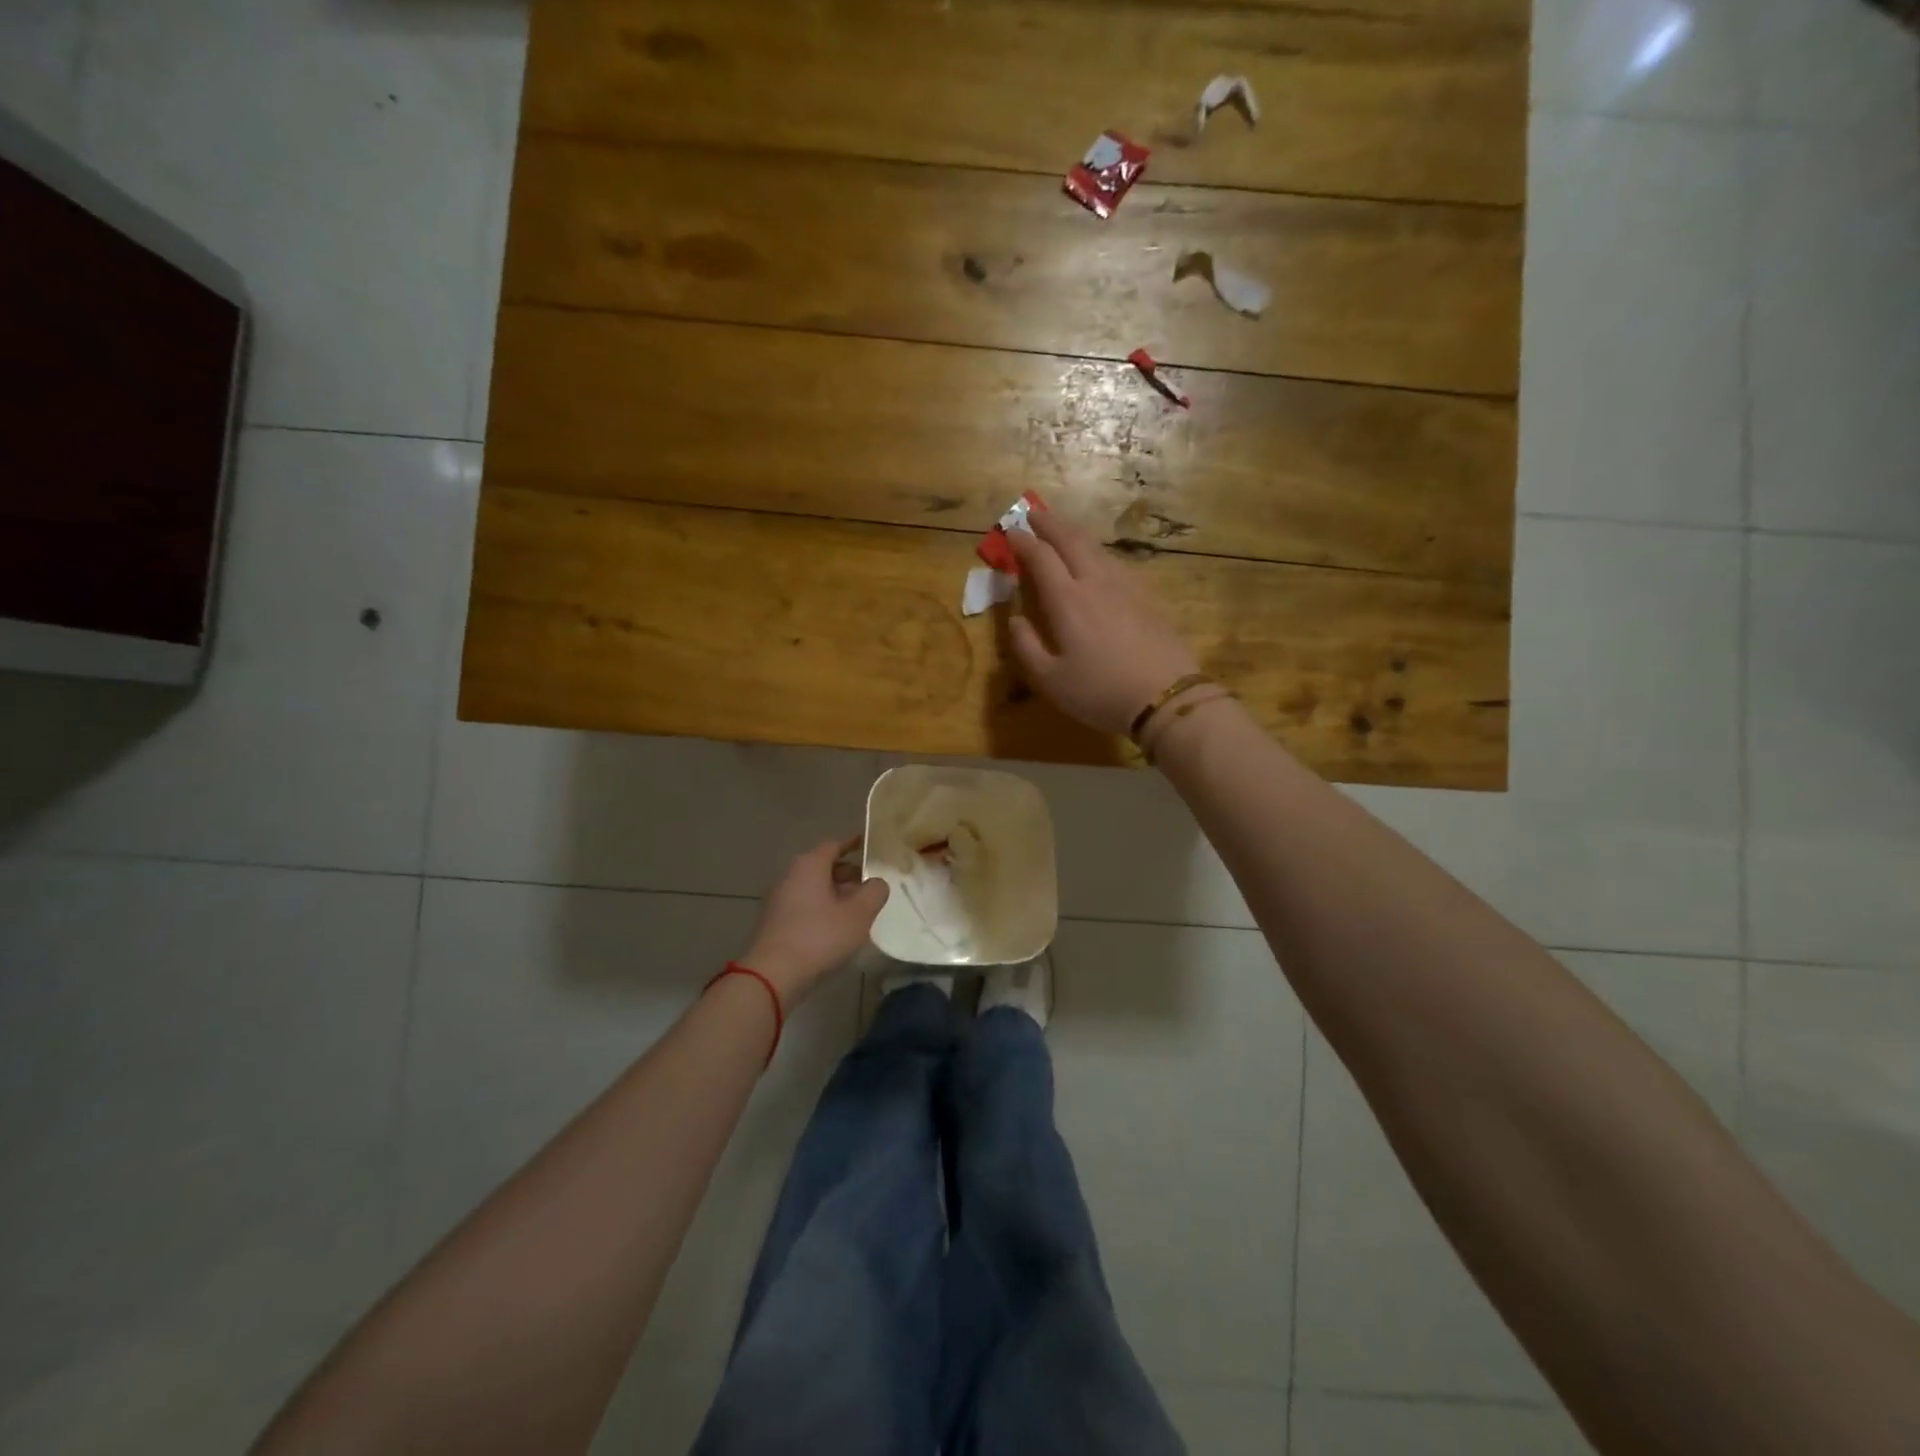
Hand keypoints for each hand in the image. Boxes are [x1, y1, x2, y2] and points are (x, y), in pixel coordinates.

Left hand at [740, 837, 888, 1004]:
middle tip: (868, 886)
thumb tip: (876, 882)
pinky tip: (834, 929)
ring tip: (856, 911)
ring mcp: (778, 899)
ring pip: (812, 888)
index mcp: (810, 865)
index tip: (869, 848)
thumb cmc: (819, 937)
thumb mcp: (859, 914)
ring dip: (834, 894)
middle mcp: (790, 875)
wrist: (772, 975)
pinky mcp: (772, 922)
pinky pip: (802, 906)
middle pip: (823, 866)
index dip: (854, 845)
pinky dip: (820, 909)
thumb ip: (874, 892)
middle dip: (847, 874)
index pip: (834, 845)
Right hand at [1008, 507, 1201, 734]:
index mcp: (1067, 600)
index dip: (1023, 542)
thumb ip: (1026, 647)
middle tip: (1034, 512)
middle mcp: (1096, 583)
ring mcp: (1126, 587)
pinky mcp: (1147, 597)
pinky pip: (1116, 562)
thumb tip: (1014, 620)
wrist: (1166, 697)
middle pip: (1071, 540)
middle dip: (1050, 523)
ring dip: (1075, 532)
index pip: (1041, 557)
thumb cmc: (1101, 692)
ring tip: (1063, 529)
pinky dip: (1098, 552)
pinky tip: (1098, 560)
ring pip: (1097, 547)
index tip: (1010, 532)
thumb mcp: (1051, 680)